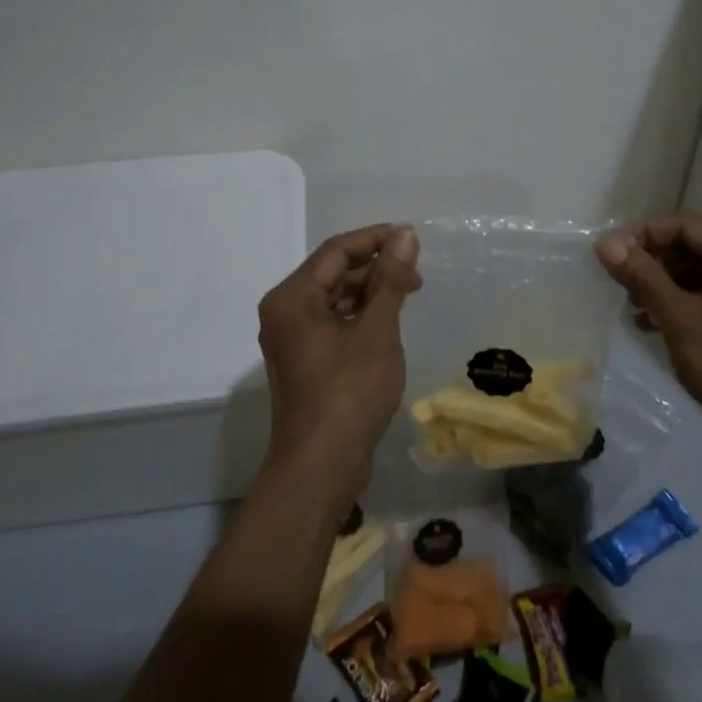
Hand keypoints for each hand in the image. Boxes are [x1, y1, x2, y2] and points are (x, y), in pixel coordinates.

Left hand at [257, 223, 421, 506]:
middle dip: (375, 267)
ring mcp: (293, 339)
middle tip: (416, 271)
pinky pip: (334, 323)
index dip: (375, 239)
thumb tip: (404, 235)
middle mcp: (285, 312)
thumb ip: (390, 279)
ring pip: (335, 299)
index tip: (412, 238)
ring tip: (408, 295)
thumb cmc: (349, 392)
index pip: (336, 251)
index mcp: (292, 298)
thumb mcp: (377, 330)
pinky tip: (389, 321)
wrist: (321, 466)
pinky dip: (361, 316)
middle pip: (333, 273)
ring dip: (370, 292)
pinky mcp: (306, 362)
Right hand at [595, 213, 701, 442]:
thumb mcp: (681, 316)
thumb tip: (604, 243)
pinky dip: (676, 304)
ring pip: (695, 273)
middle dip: (651, 261)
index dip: (644, 234)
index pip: (686, 226)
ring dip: (660, 284)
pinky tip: (647, 322)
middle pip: (690, 247)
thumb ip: (642, 276)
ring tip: (630, 304)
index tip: (609, 252)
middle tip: (616, 279)